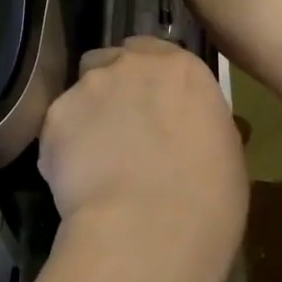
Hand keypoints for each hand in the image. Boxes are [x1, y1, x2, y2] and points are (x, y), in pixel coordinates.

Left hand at [37, 37, 247, 274]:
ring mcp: (90, 87)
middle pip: (112, 62)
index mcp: (182, 68)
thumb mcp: (225, 152)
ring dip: (88, 114)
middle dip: (114, 87)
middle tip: (122, 129)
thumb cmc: (207, 198)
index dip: (150, 79)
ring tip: (95, 160)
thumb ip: (200, 124)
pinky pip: (58, 126)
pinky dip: (64, 146)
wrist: (148, 230)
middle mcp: (132, 64)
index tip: (152, 105)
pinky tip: (77, 180)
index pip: (155, 51)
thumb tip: (191, 131)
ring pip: (81, 91)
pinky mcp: (55, 117)